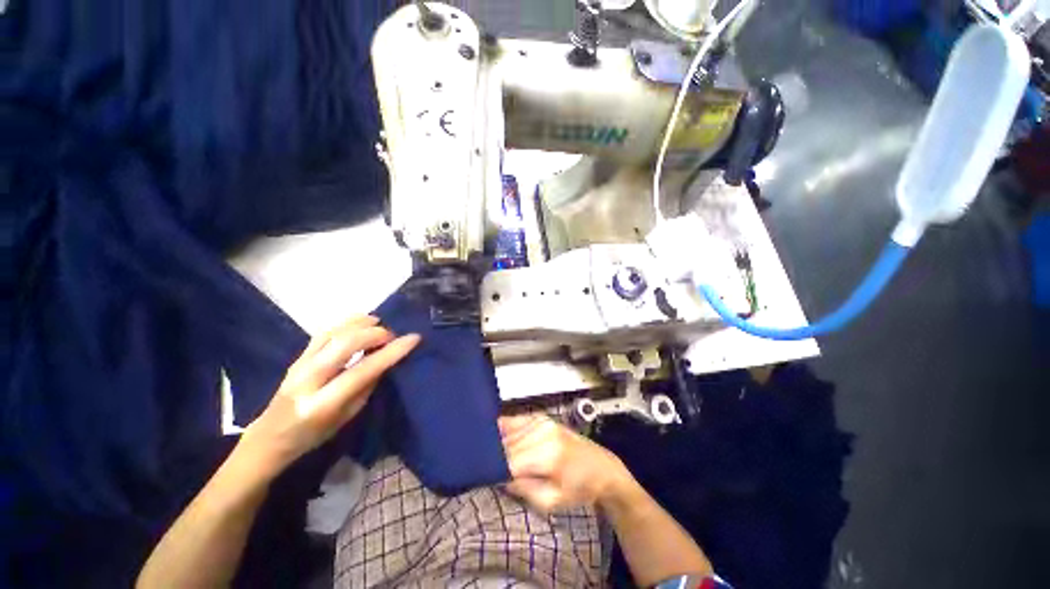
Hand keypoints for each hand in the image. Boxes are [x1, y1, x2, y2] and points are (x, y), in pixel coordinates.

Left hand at [240, 316, 419, 478]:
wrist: (270, 436)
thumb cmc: (314, 435)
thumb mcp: (347, 417)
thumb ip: (366, 386)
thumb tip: (387, 360)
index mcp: (322, 403)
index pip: (362, 370)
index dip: (391, 352)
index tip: (413, 338)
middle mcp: (308, 379)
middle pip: (345, 343)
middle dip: (375, 333)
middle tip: (392, 336)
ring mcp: (299, 364)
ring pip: (333, 332)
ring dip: (360, 323)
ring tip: (379, 324)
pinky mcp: (297, 356)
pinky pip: (324, 332)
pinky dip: (346, 323)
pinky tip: (360, 323)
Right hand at [499, 414, 632, 512]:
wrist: (601, 467)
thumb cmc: (579, 488)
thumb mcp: (552, 501)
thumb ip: (523, 489)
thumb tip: (500, 477)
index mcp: (548, 453)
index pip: (510, 461)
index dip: (497, 472)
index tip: (489, 481)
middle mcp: (543, 431)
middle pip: (507, 444)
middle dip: (497, 459)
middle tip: (490, 472)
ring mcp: (542, 420)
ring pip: (509, 432)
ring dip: (500, 446)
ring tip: (496, 459)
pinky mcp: (541, 417)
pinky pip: (515, 420)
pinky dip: (505, 431)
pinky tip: (500, 440)